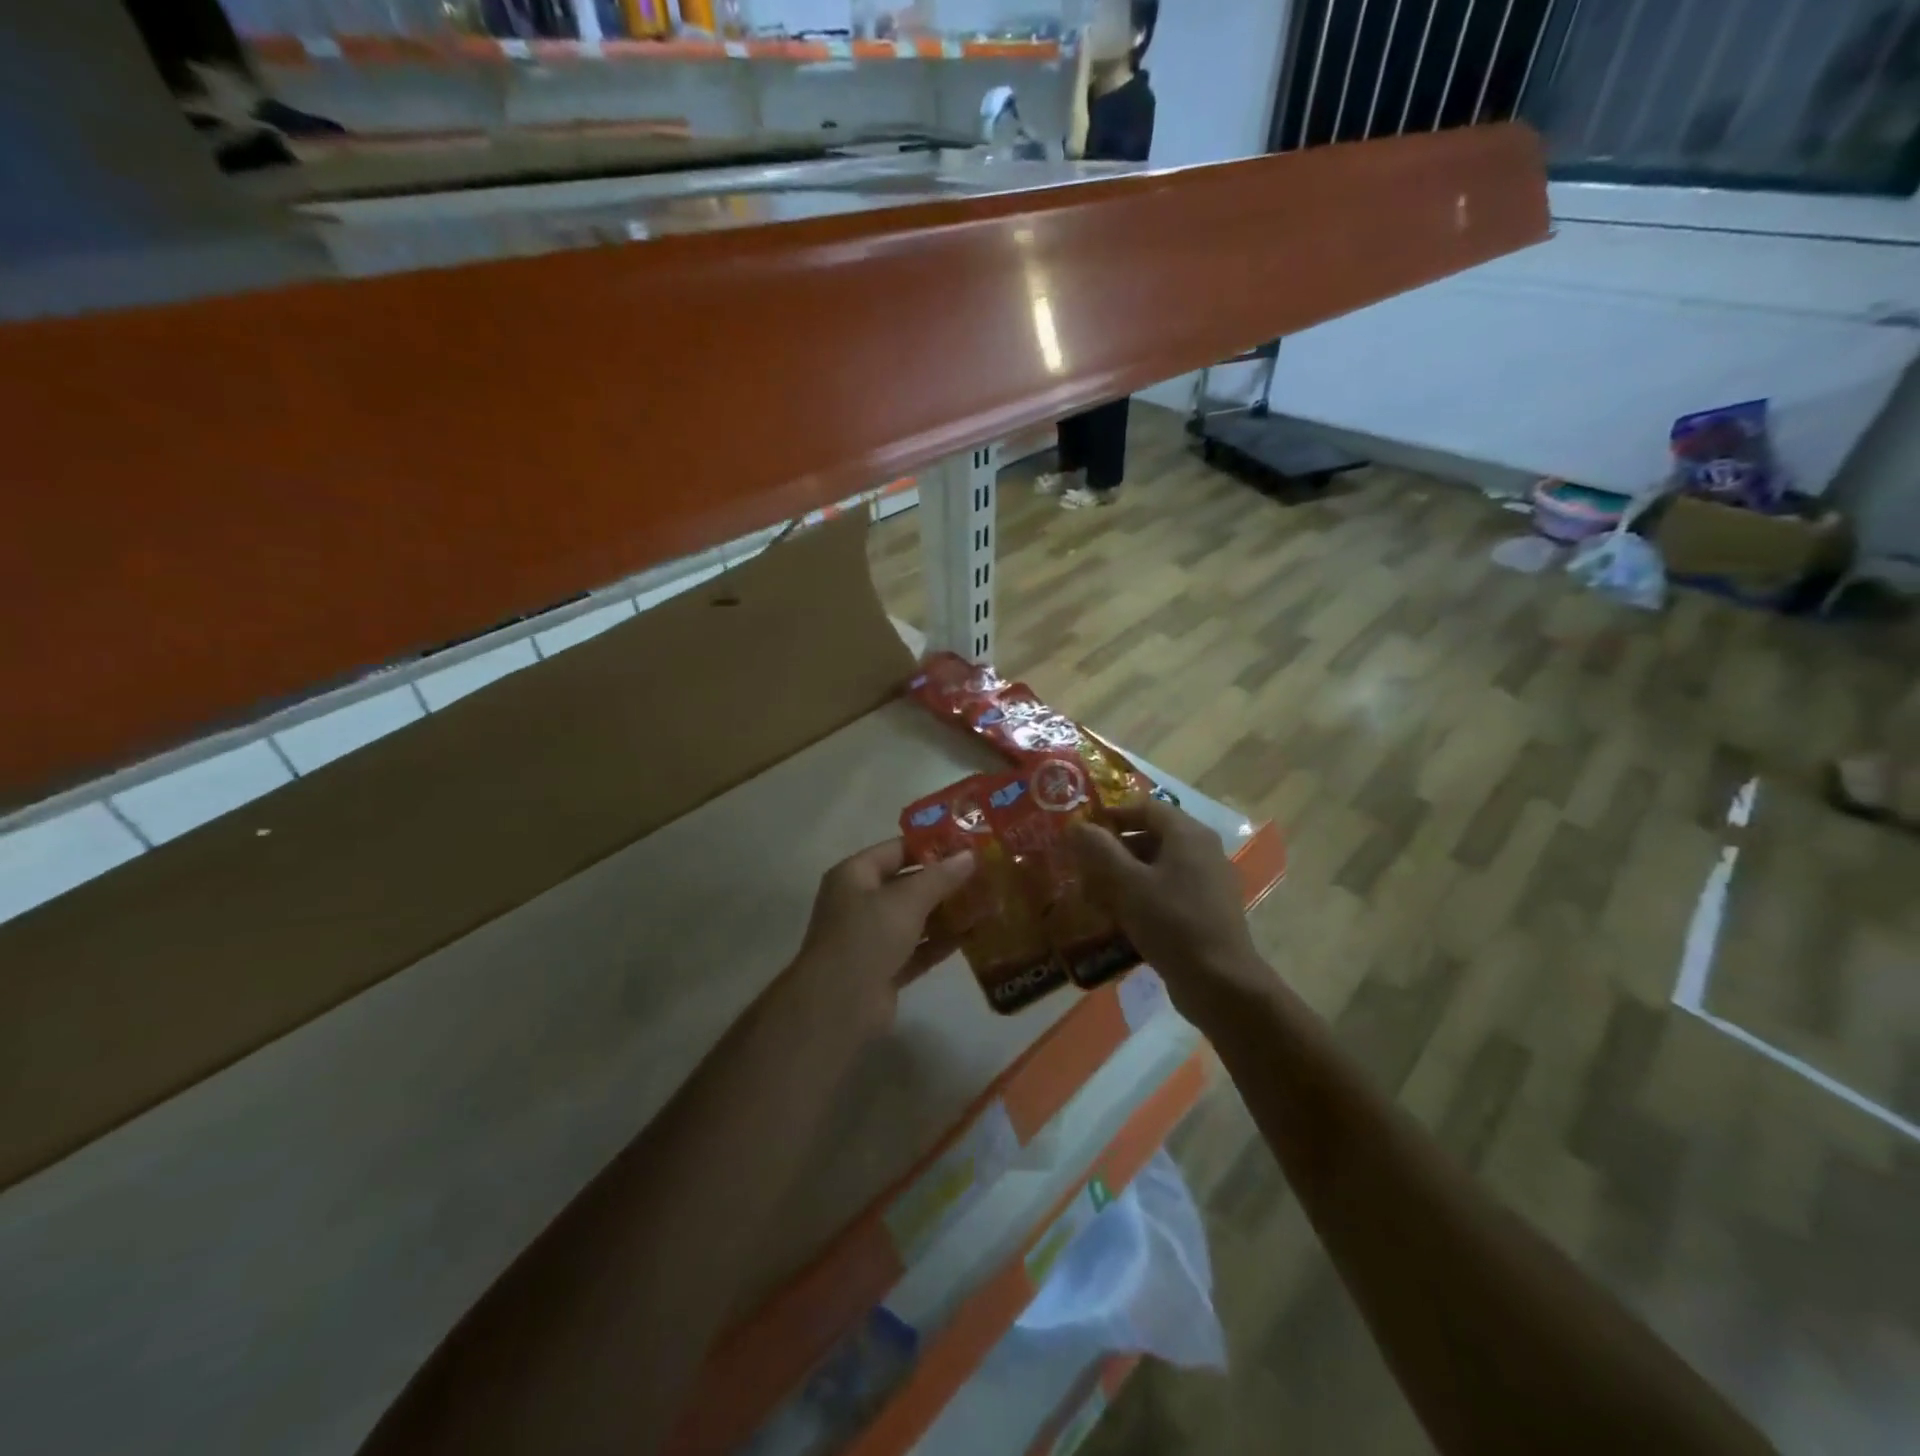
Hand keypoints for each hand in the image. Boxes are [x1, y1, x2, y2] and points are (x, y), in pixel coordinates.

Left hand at [791, 839, 977, 1036]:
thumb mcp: (907, 900)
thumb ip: (940, 877)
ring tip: (987, 902)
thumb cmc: (868, 937)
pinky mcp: (885, 969)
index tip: (969, 845)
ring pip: (915, 918)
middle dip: (945, 881)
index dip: (932, 846)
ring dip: (947, 912)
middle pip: (908, 884)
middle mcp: (860, 902)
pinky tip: (974, 935)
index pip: (897, 850)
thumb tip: (970, 855)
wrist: (839, 1006)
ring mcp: (872, 938)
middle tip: (985, 874)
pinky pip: (918, 949)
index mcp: (854, 875)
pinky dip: (942, 942)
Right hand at [1067, 799, 1265, 1013]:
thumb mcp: (1127, 884)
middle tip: (1083, 865)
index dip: (1112, 814)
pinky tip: (1120, 918)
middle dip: (1115, 849)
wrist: (1220, 984)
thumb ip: (1099, 850)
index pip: (1146, 807)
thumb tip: (1076, 826)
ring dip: (1126, 875)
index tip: (1082, 830)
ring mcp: (1208, 883)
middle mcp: (1203, 851)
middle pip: (1152, 836)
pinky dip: (1143, 896)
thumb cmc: (1172, 923)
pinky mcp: (1206, 911)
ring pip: (1159, 866)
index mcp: (1188, 834)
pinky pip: (1168, 891)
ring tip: (1094, 894)